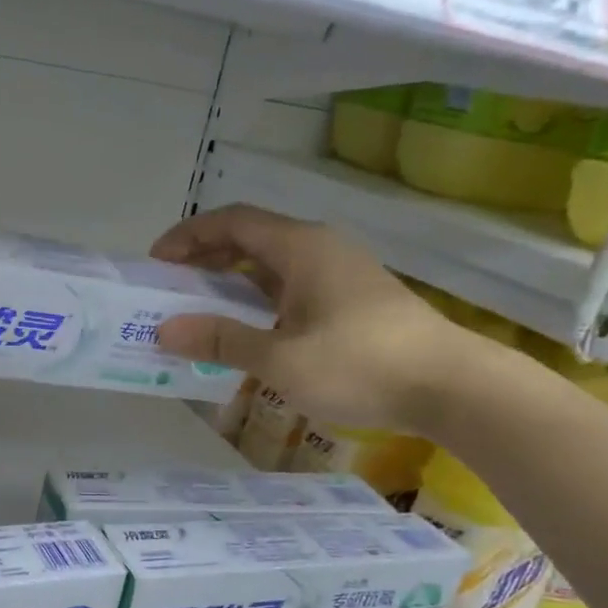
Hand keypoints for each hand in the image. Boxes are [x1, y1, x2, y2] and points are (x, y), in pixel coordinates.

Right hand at [149, 205, 474, 433]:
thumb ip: (221, 340)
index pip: (232, 221)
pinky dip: (260, 297)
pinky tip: (250, 327)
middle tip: (171, 286)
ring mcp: (341, 272)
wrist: (451, 386)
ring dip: (233, 279)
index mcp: (301, 247)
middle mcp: (320, 248)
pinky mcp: (353, 299)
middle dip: (206, 257)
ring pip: (273, 263)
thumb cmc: (359, 365)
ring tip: (201, 307)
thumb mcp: (280, 359)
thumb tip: (165, 330)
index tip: (156, 261)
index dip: (189, 235)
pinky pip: (292, 285)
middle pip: (251, 238)